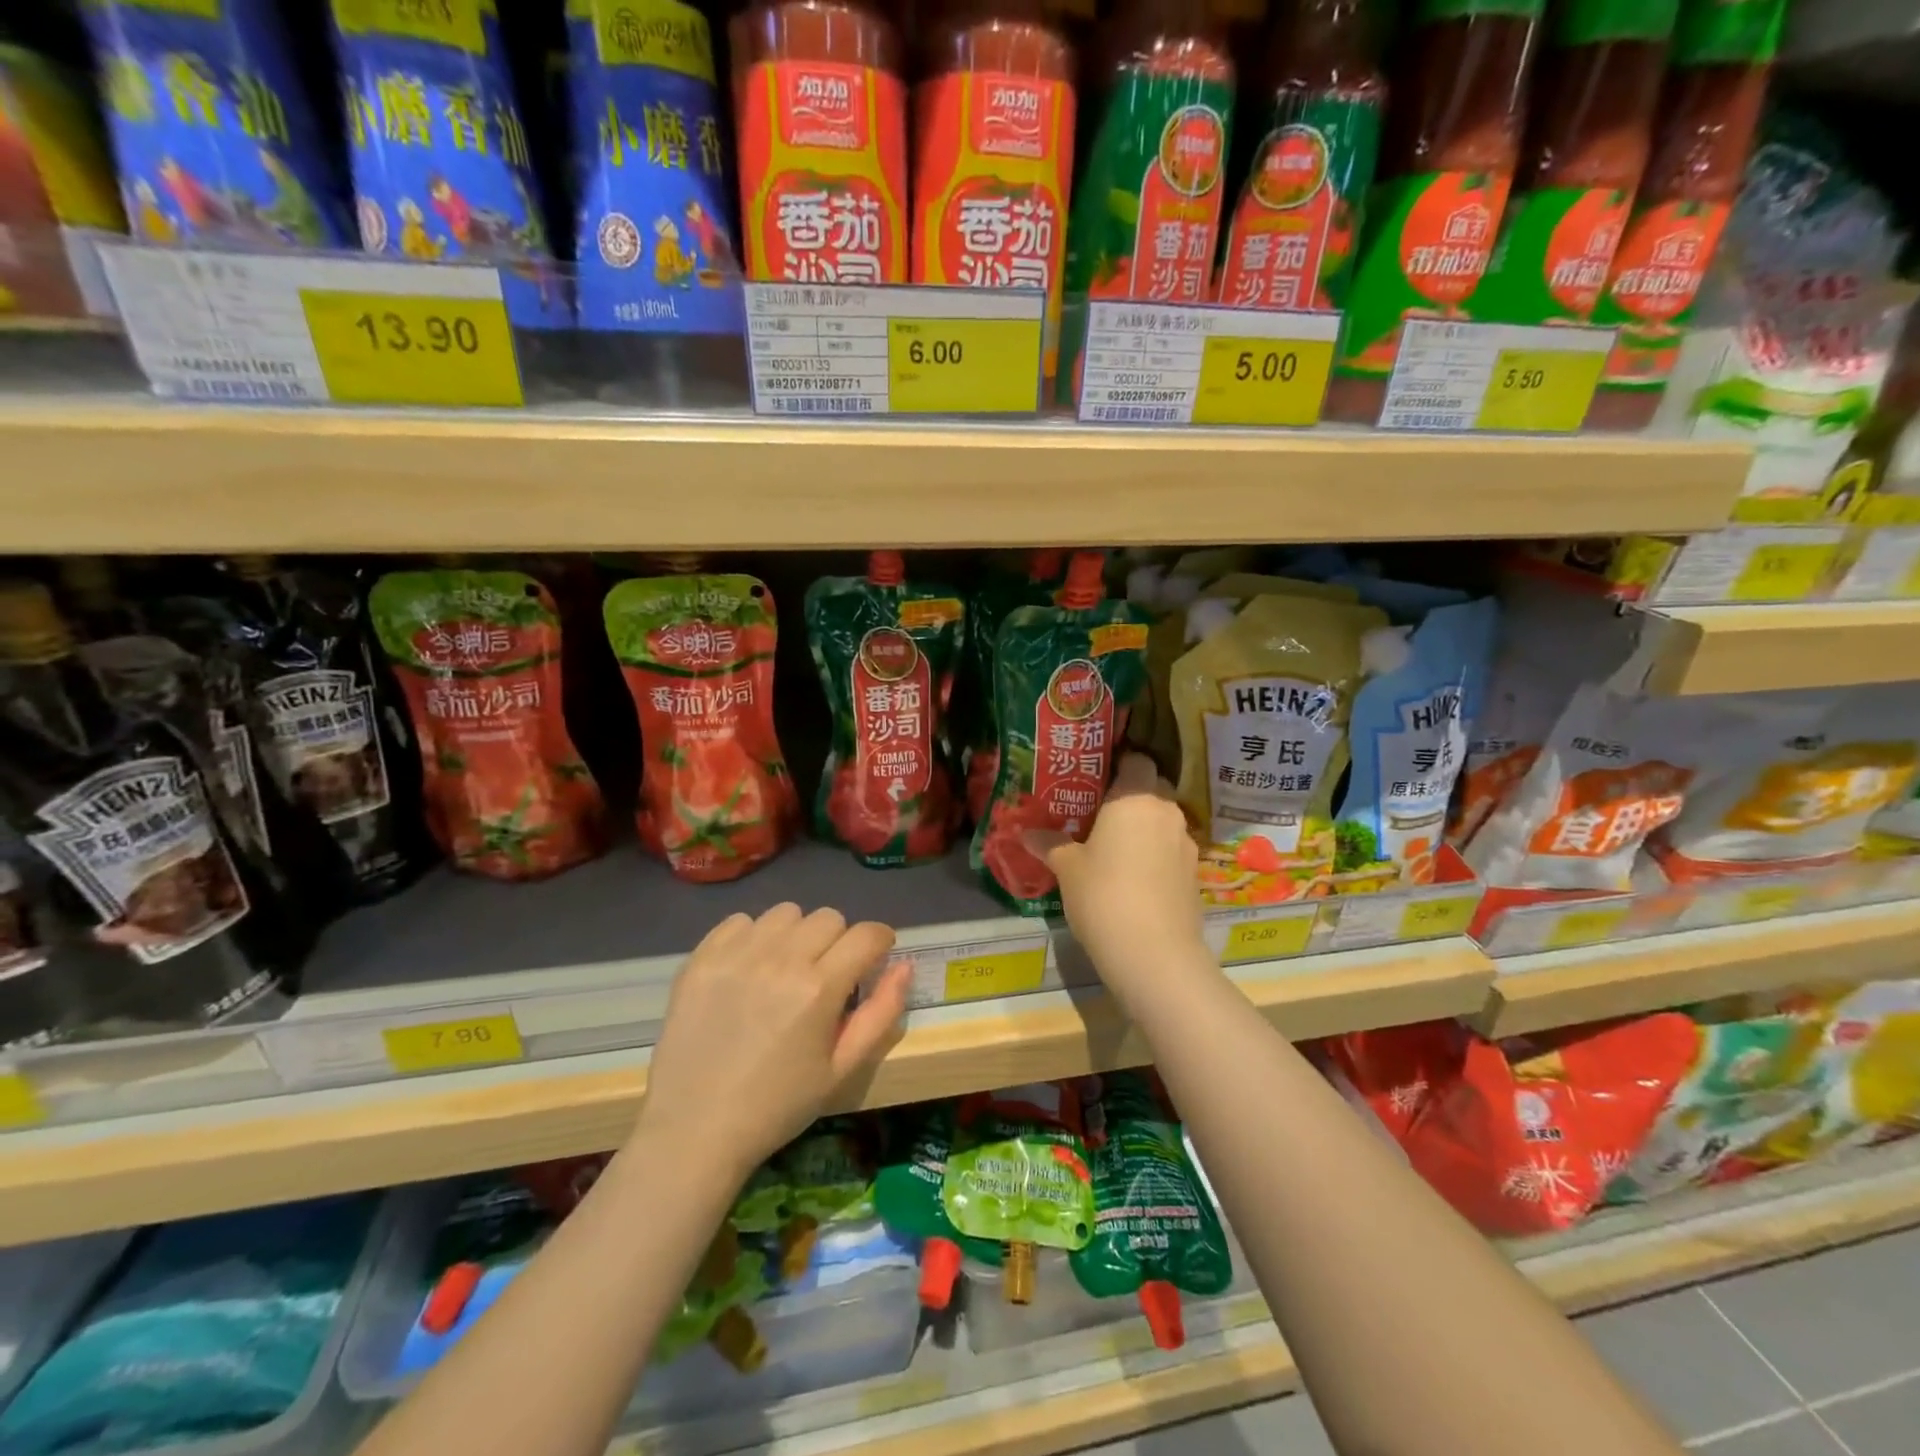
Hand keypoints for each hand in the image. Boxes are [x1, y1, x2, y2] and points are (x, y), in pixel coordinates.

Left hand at [641, 905, 909, 1176]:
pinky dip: (752, 937)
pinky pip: (741, 921)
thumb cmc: (778, 1105)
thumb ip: (881, 1013)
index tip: (874, 958)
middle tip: (825, 975)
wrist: (694, 1130)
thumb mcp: (843, 1069)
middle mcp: (781, 959)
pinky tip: (748, 970)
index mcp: (819, 988)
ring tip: (784, 969)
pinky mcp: (702, 957)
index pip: (867, 934)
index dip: (879, 941)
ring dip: (796, 934)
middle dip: (838, 941)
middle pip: (828, 917)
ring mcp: (737, 954)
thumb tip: (904, 965)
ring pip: (786, 913)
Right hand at [1025, 753, 1207, 1003]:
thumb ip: (1050, 844)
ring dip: (1143, 827)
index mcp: (1135, 798)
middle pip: (1152, 788)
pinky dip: (1155, 854)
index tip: (1094, 778)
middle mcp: (1166, 812)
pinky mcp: (1194, 874)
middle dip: (1129, 796)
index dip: (1117, 764)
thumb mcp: (1067, 868)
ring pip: (1162, 821)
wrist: (1154, 954)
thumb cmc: (1103, 895)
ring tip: (1113, 846)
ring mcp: (1185, 844)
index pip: (1136, 760)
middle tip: (1097, 812)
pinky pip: (1170, 850)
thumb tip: (1025, 833)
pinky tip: (1133, 875)